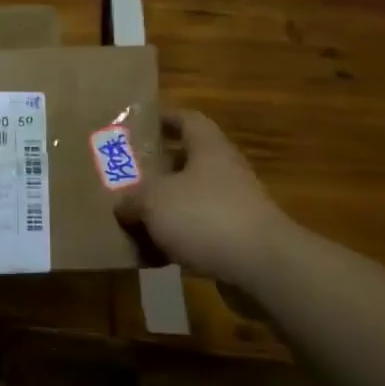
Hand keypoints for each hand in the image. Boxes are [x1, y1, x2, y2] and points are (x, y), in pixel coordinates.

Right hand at [116, 110, 290, 285]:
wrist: (262, 266)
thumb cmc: (205, 216)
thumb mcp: (153, 200)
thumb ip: (132, 198)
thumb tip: (122, 205)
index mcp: (208, 148)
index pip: (187, 119)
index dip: (164, 118)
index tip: (140, 125)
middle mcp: (224, 171)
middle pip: (187, 161)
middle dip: (157, 169)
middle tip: (127, 176)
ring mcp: (234, 206)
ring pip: (191, 199)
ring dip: (165, 208)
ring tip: (133, 218)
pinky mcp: (236, 239)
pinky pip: (199, 232)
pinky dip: (177, 240)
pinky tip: (153, 254)